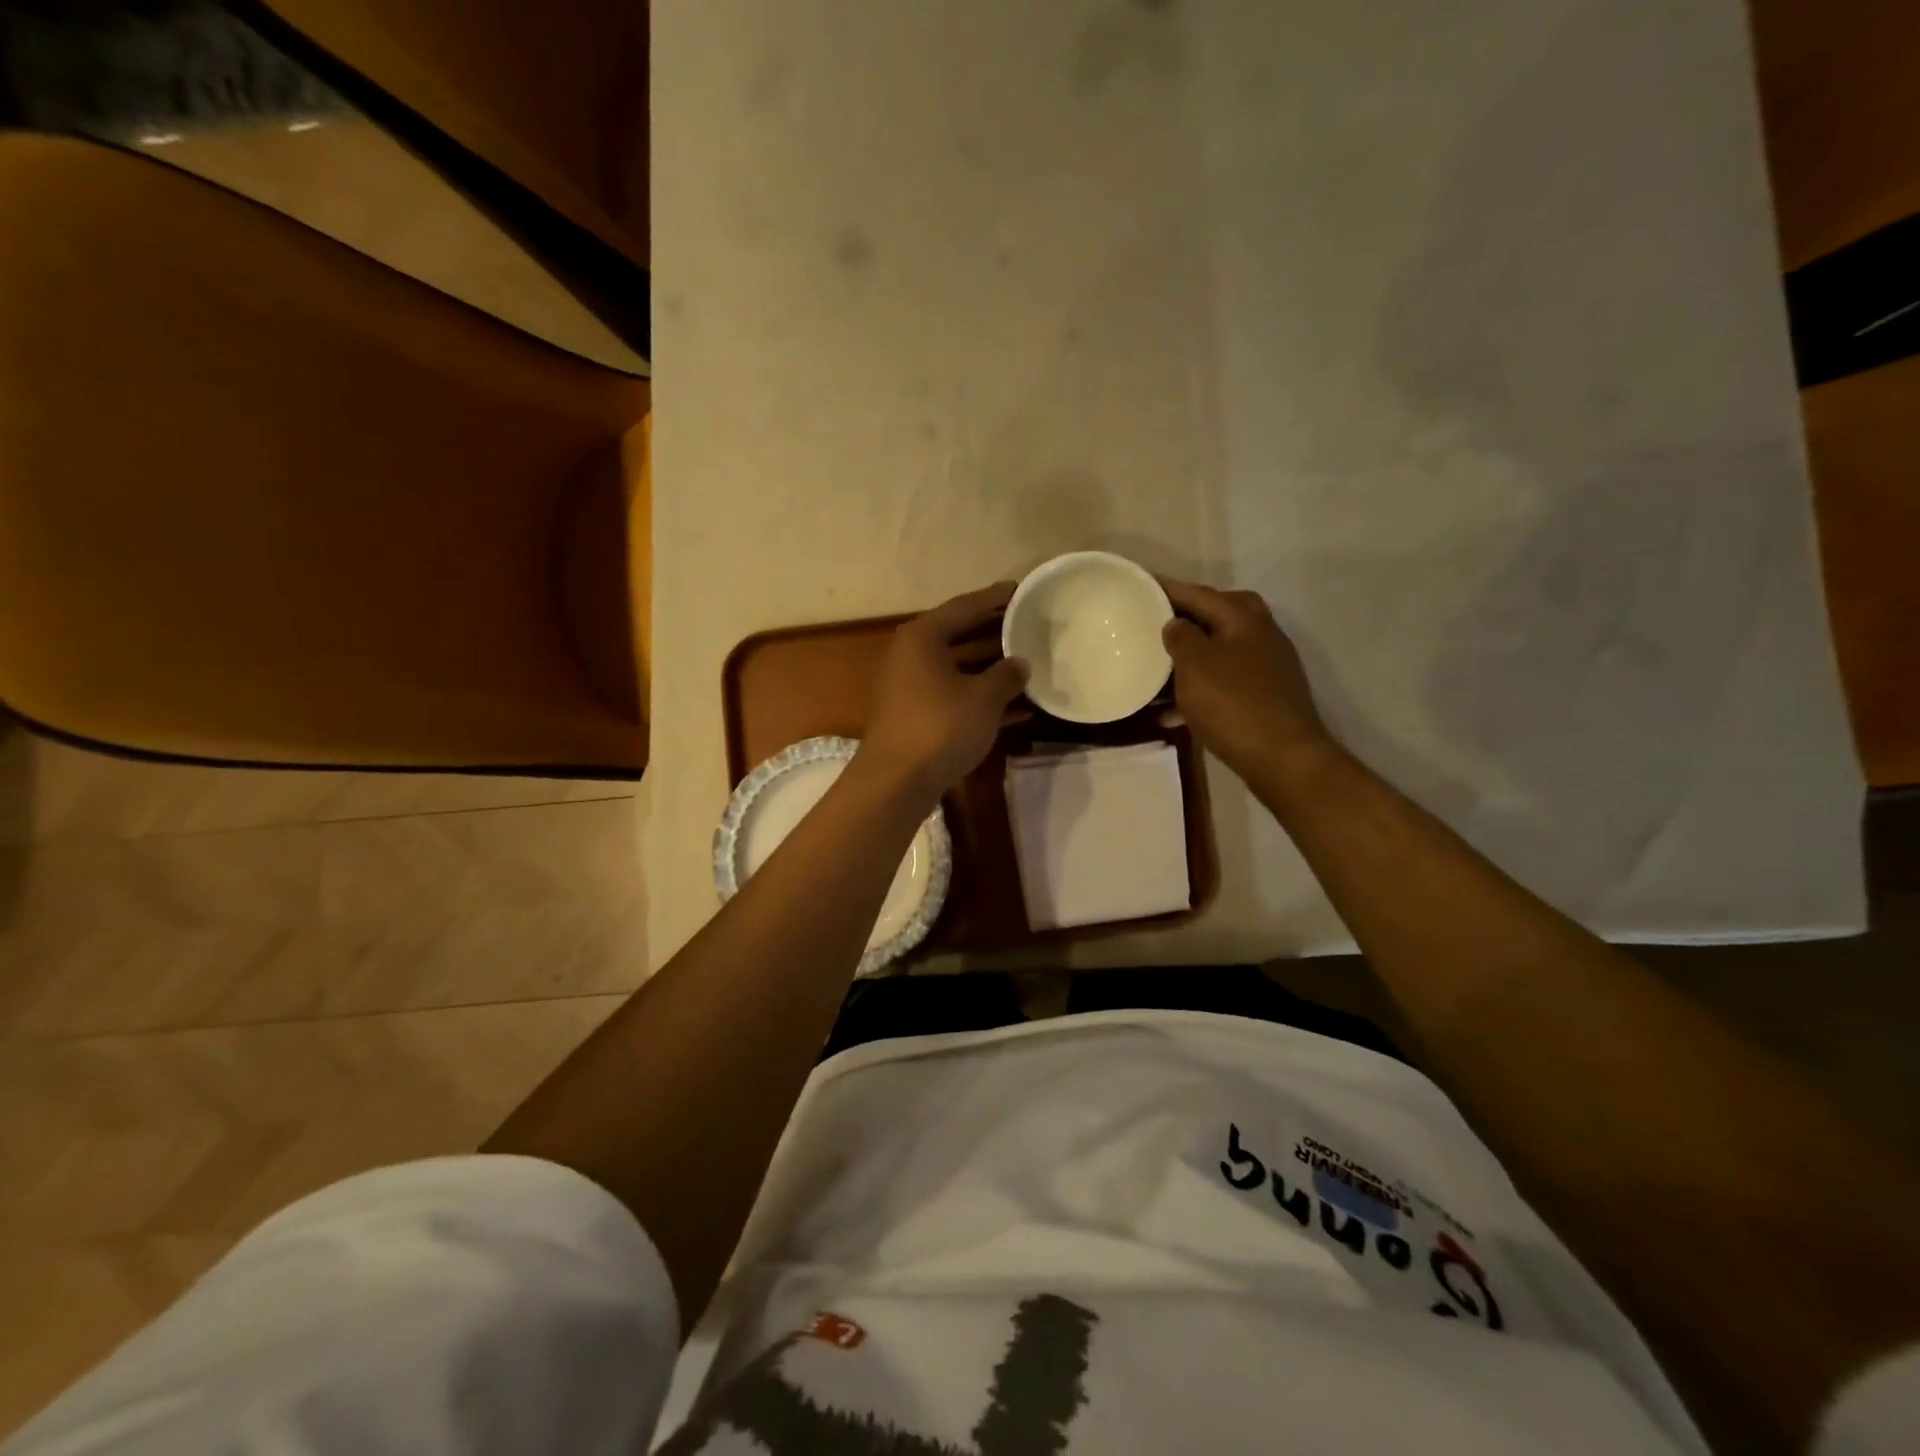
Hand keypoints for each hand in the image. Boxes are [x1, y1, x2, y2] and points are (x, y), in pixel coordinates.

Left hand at [858, 583, 1029, 800]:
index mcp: (923, 637)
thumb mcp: (983, 698)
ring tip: (1029, 663)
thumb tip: (1021, 663)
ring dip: (991, 669)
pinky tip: (1018, 709)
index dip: (995, 599)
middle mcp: (912, 655)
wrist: (897, 780)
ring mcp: (911, 687)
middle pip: (959, 635)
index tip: (1020, 589)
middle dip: (994, 633)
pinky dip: (981, 699)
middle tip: (1028, 624)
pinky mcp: (916, 715)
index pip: (965, 607)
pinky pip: (955, 696)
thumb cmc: (941, 726)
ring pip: (959, 668)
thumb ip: (1006, 676)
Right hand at [1161, 579, 1333, 778]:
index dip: (1168, 589)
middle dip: (1185, 619)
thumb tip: (1176, 624)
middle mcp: (1260, 635)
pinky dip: (1198, 692)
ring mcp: (1265, 668)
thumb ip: (1181, 637)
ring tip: (1154, 668)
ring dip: (1188, 659)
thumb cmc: (1233, 703)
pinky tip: (1171, 713)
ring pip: (1219, 652)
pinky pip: (1222, 684)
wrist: (1282, 757)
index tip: (1141, 585)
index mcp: (1243, 619)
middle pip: (1217, 617)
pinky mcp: (1263, 698)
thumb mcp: (1195, 664)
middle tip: (1154, 623)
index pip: (1199, 593)